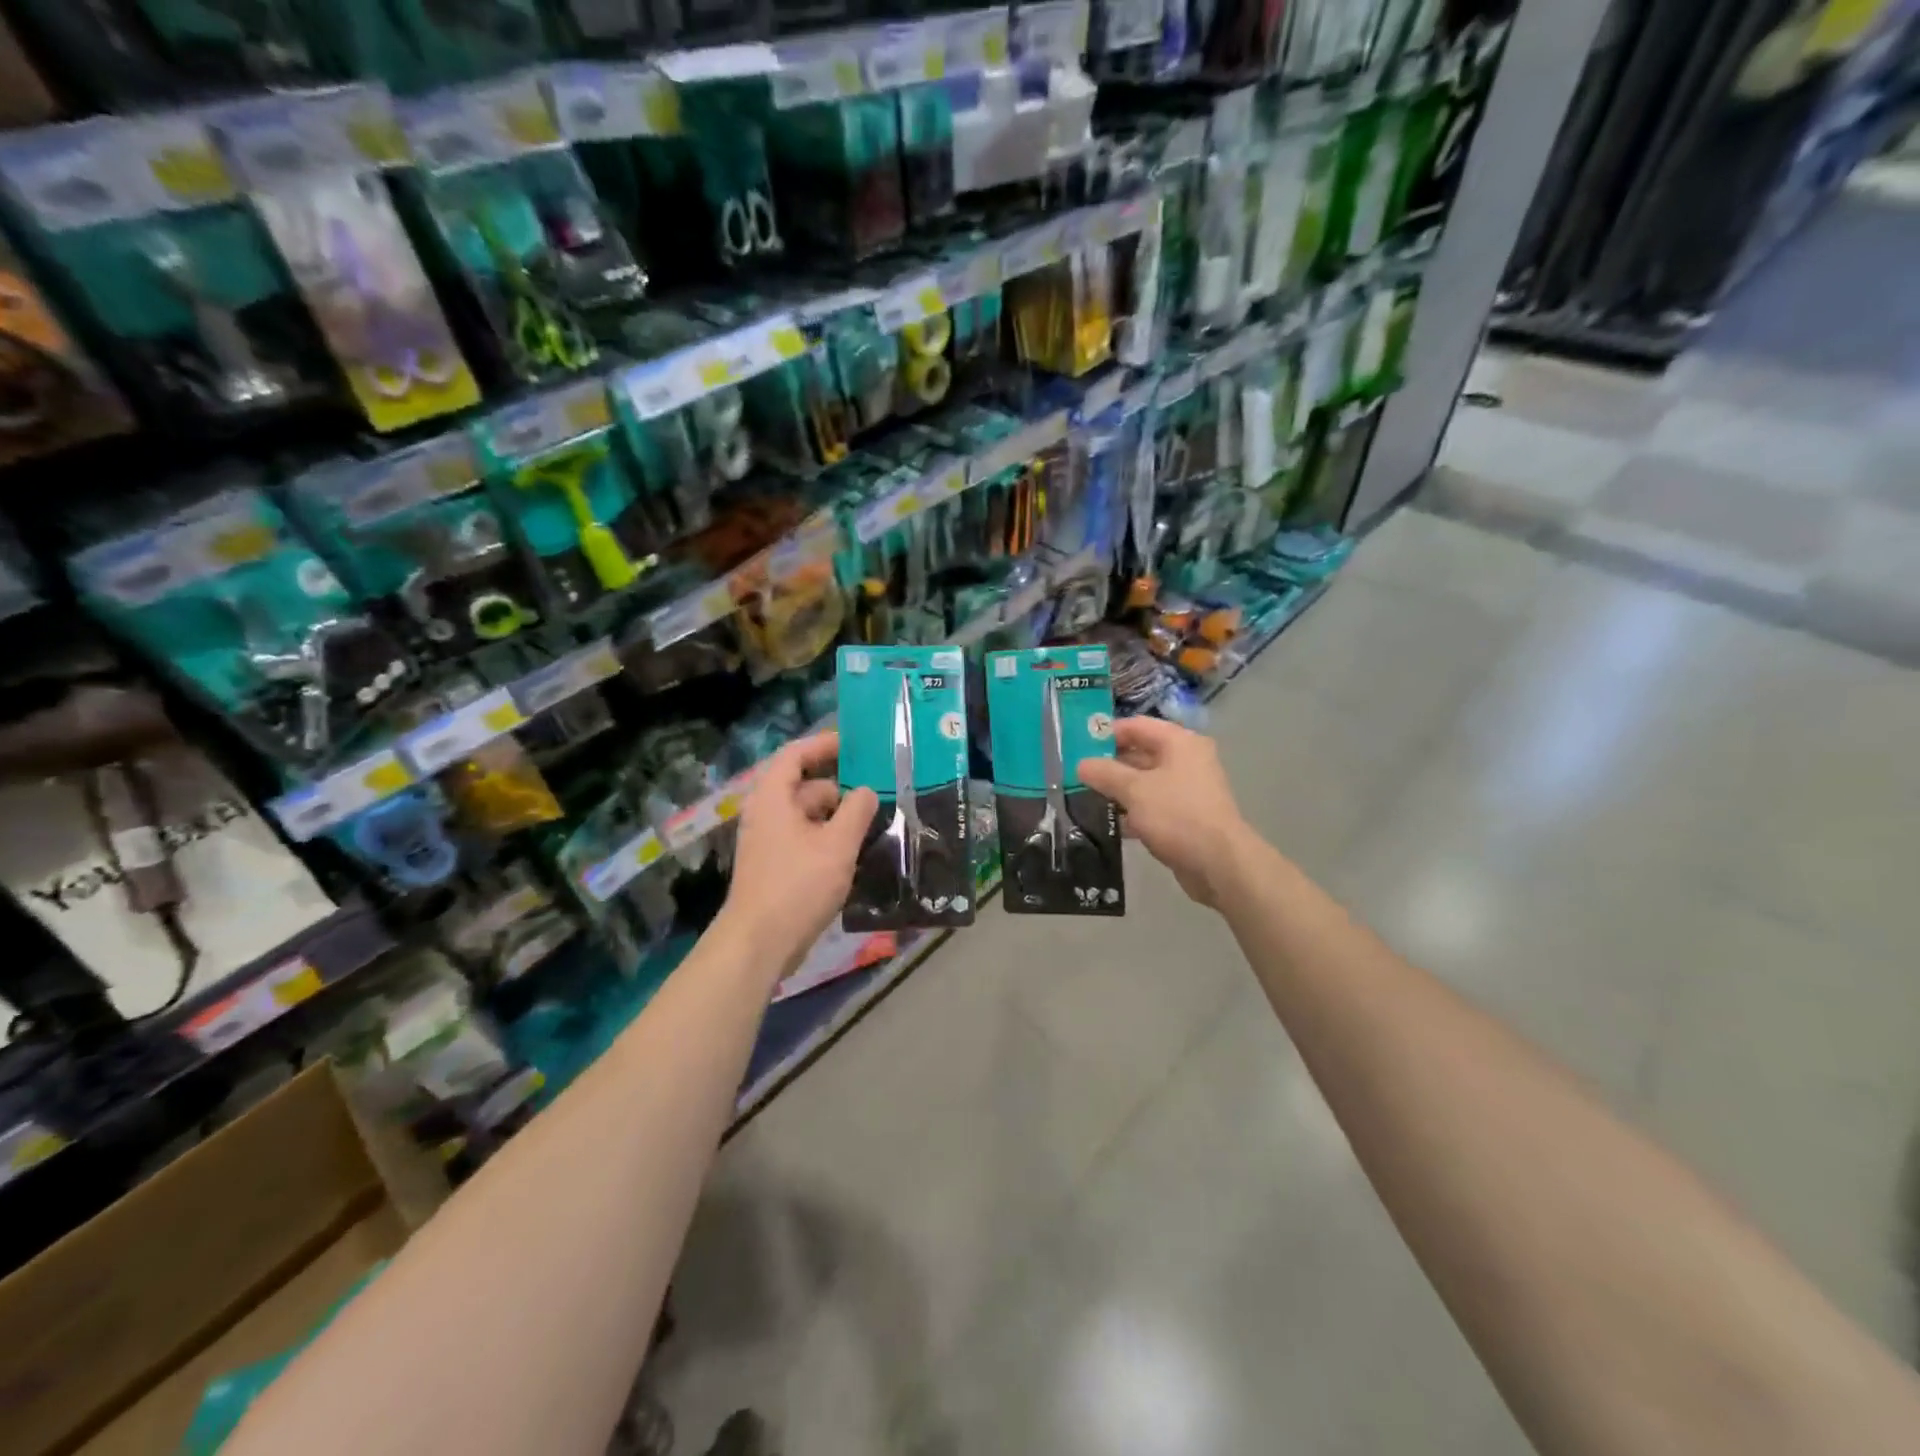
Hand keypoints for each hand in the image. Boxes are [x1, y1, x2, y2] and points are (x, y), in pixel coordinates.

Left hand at [721, 731, 877, 968]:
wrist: (759, 943)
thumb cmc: (798, 885)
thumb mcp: (837, 845)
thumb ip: (857, 812)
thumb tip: (867, 791)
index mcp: (773, 798)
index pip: (795, 755)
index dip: (823, 744)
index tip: (854, 744)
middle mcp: (765, 813)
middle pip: (804, 786)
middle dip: (839, 786)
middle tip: (877, 790)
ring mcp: (768, 841)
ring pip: (806, 815)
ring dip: (836, 815)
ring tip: (873, 822)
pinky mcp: (774, 865)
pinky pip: (804, 838)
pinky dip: (827, 837)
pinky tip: (853, 851)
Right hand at [1078, 718, 1255, 907]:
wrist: (1219, 863)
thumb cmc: (1177, 815)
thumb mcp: (1134, 790)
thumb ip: (1105, 773)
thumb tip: (1081, 764)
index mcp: (1179, 743)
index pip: (1136, 726)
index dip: (1107, 733)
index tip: (1078, 747)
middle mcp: (1186, 760)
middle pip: (1141, 752)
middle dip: (1109, 763)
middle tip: (1077, 774)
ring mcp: (1187, 789)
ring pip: (1145, 781)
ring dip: (1118, 789)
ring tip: (1085, 798)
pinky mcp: (1185, 816)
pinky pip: (1153, 805)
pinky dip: (1132, 810)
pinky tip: (1108, 822)